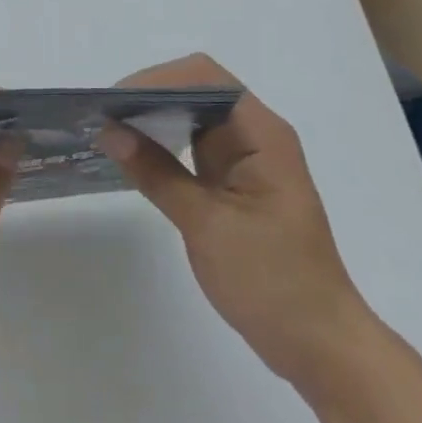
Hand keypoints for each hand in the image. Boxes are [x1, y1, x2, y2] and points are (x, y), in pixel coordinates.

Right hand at [98, 53, 365, 379]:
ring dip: (154, 119)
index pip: (205, 78)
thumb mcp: (207, 224)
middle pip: (197, 90)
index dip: (157, 80)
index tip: (114, 103)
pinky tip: (134, 156)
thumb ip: (157, 173)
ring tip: (109, 131)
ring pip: (194, 117)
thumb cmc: (272, 282)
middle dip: (149, 96)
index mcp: (261, 134)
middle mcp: (255, 135)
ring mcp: (246, 159)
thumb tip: (109, 131)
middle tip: (102, 117)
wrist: (319, 344)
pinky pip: (194, 147)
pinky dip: (164, 145)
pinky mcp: (235, 182)